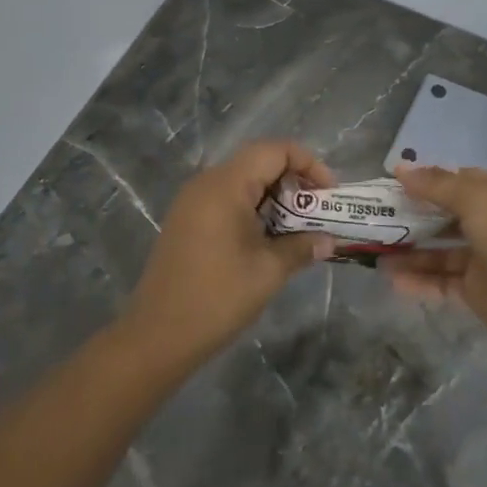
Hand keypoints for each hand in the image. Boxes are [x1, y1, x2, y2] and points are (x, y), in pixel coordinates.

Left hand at [128, 139, 335, 362]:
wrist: (157, 336)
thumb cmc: (217, 297)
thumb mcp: (268, 271)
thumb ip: (302, 247)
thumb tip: (329, 240)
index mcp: (225, 185)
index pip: (274, 150)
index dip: (308, 163)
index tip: (328, 194)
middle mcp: (206, 183)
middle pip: (258, 162)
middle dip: (294, 181)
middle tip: (317, 211)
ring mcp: (192, 202)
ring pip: (243, 182)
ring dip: (274, 198)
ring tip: (298, 228)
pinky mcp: (186, 222)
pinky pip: (226, 200)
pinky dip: (253, 209)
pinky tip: (268, 239)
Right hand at [382, 165, 486, 366]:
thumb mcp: (476, 201)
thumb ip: (436, 186)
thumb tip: (400, 168)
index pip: (455, 182)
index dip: (425, 181)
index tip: (390, 184)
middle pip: (442, 216)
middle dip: (410, 216)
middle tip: (373, 218)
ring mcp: (480, 259)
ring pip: (436, 251)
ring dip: (408, 250)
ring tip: (373, 250)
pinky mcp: (474, 292)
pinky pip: (439, 282)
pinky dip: (417, 280)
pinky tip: (390, 278)